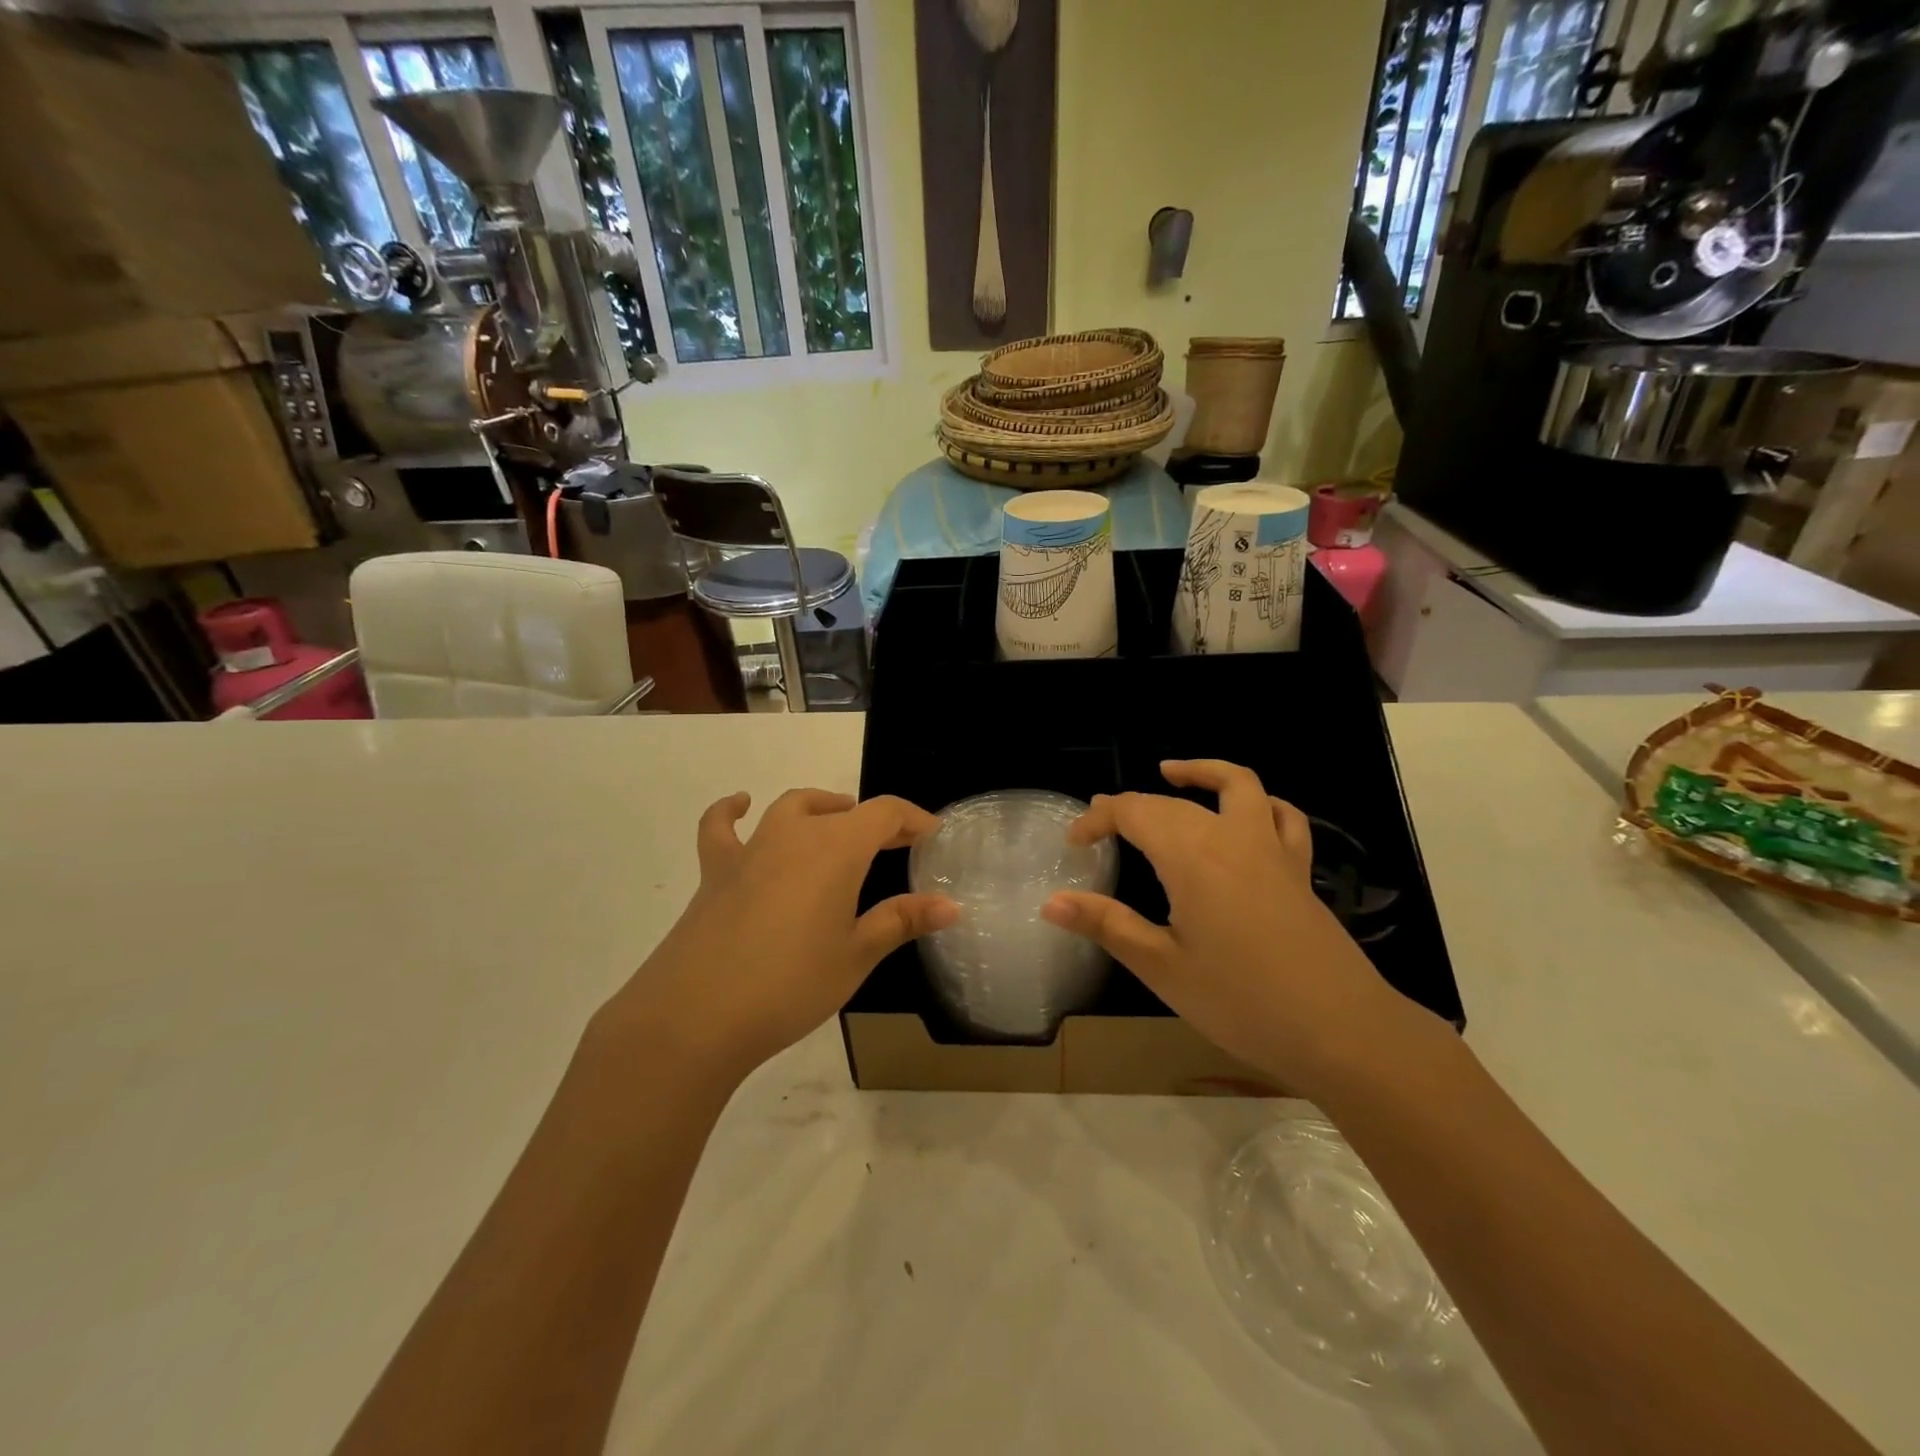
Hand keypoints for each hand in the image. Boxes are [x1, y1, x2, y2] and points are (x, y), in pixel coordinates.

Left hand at [599, 789, 956, 1082]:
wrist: (696, 1015)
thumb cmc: (790, 984)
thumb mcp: (856, 955)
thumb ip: (902, 921)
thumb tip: (951, 905)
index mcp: (837, 848)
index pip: (885, 813)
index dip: (913, 819)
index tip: (931, 834)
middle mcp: (795, 834)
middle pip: (843, 811)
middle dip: (875, 822)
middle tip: (896, 845)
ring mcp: (751, 848)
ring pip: (793, 808)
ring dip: (822, 808)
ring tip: (838, 819)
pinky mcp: (716, 870)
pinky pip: (722, 827)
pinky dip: (733, 810)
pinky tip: (741, 804)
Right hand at [1041, 761, 1425, 1096]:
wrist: (1342, 1031)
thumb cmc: (1242, 1003)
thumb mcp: (1163, 968)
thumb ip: (1107, 925)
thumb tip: (1051, 902)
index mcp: (1192, 857)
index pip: (1134, 813)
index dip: (1098, 818)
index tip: (1074, 842)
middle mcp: (1231, 838)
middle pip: (1172, 803)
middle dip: (1131, 806)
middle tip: (1101, 825)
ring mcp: (1272, 850)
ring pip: (1237, 786)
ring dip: (1202, 772)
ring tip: (1171, 773)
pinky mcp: (1299, 870)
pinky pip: (1282, 817)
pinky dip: (1259, 802)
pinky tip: (1247, 813)